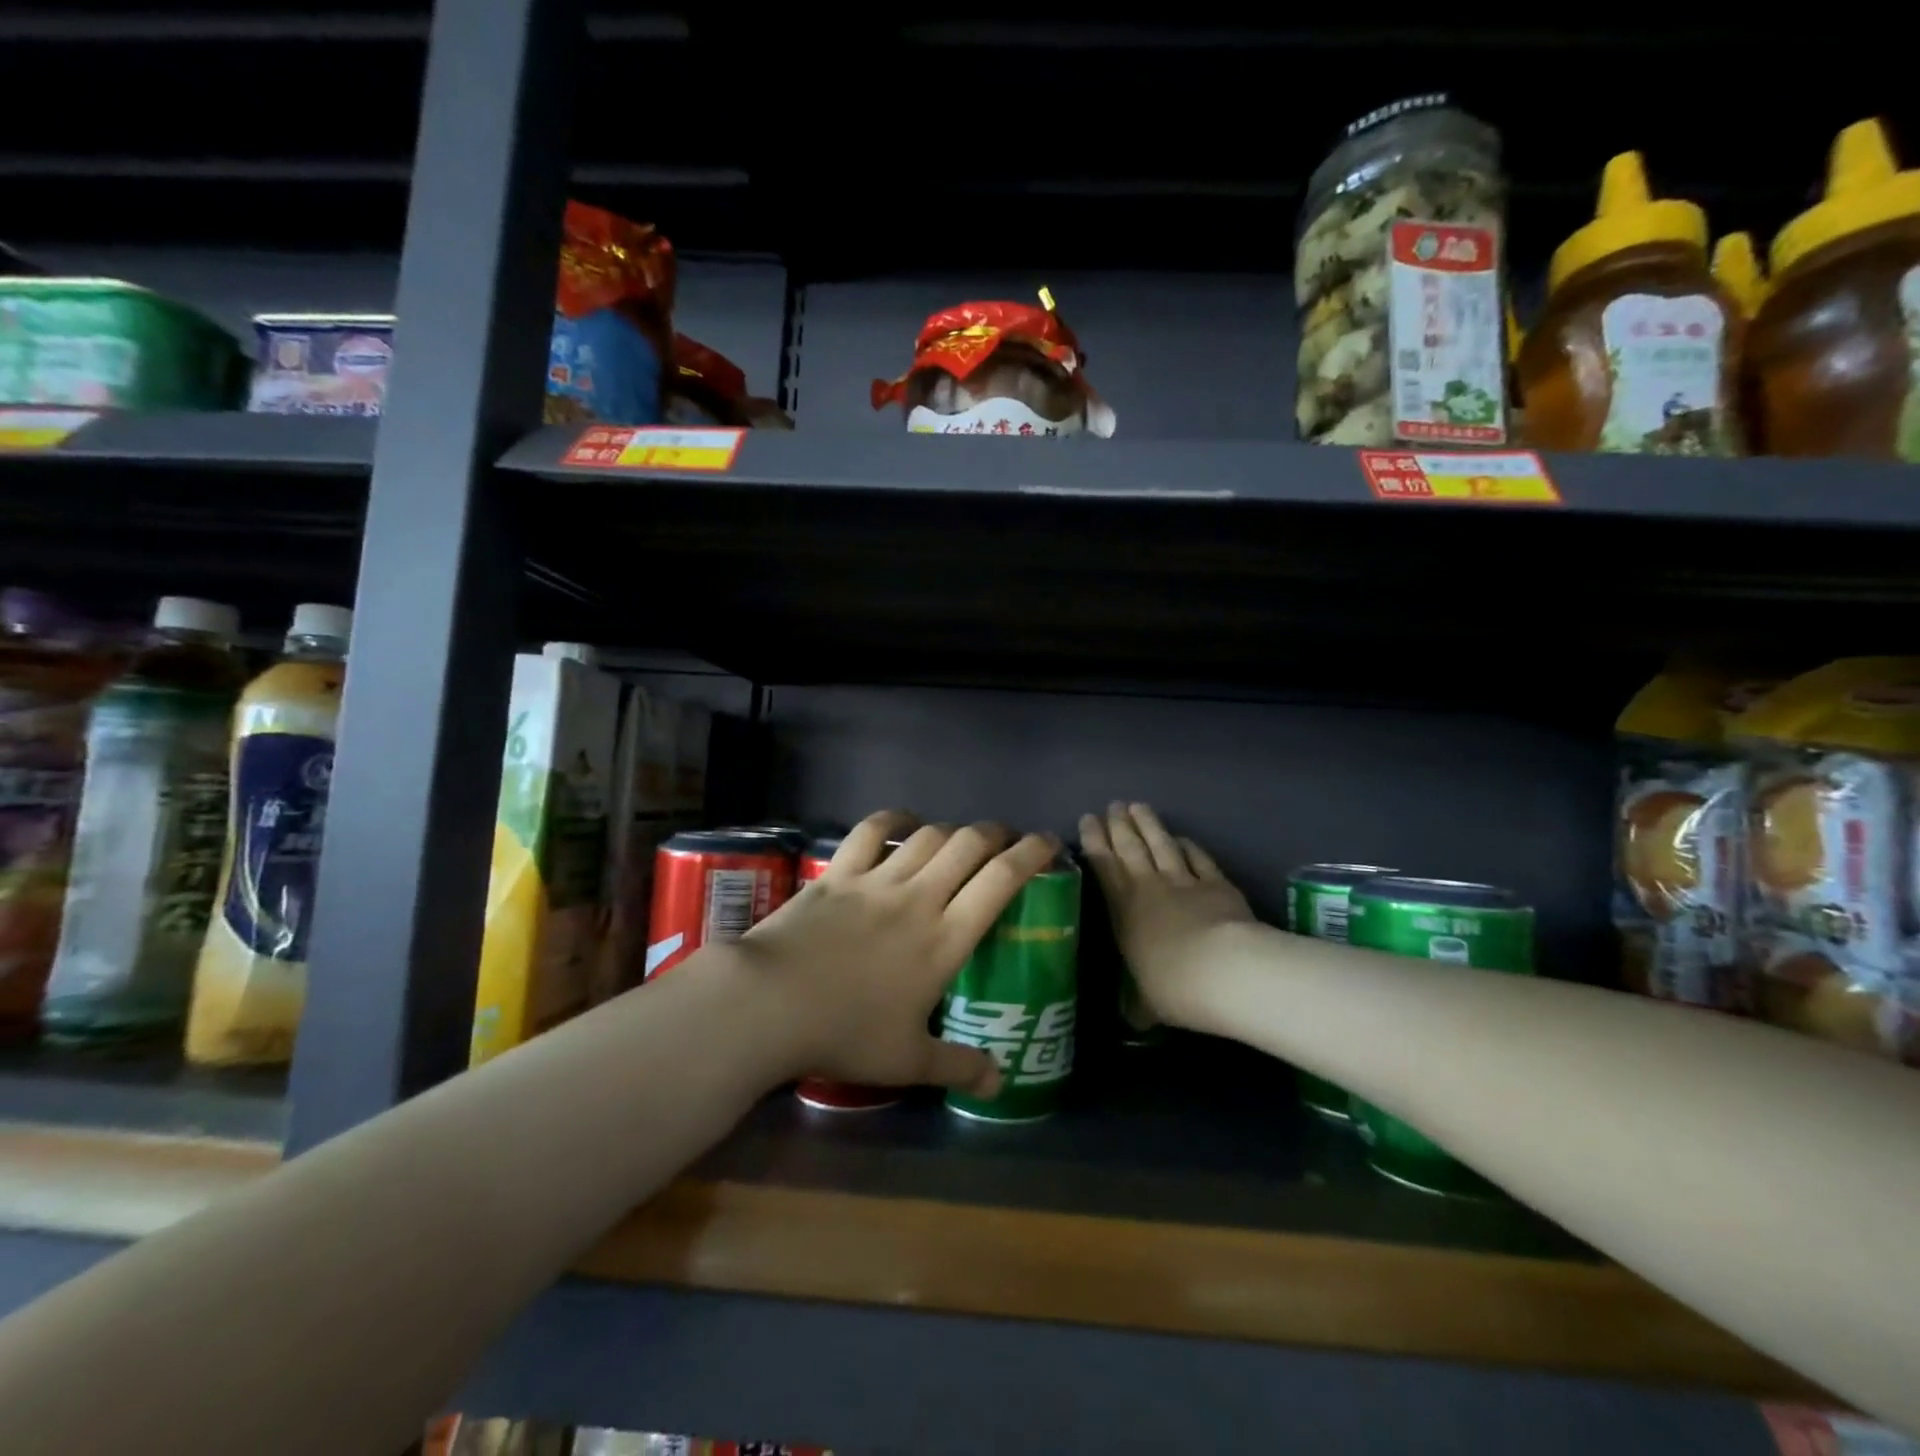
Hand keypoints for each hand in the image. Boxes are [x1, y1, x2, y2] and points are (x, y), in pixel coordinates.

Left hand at [740, 811, 1059, 1096]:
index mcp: (945, 939)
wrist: (770, 1004)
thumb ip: (959, 1067)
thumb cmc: (846, 1034)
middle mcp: (919, 898)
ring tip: (961, 838)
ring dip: (952, 829)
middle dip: (996, 833)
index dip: (1031, 854)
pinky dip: (892, 820)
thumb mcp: (908, 1061)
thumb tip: (1000, 1083)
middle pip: (969, 845)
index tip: (1048, 842)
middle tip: (1006, 839)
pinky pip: (870, 832)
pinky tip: (903, 822)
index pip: (1001, 881)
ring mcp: (877, 881)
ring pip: (928, 836)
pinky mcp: (838, 874)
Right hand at [1079, 802, 1253, 1029]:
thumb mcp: (1146, 1003)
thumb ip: (1137, 1004)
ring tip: (1137, 806)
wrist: (1223, 970)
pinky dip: (1188, 845)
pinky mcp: (1216, 883)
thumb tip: (1132, 1018)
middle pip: (1130, 847)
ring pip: (1161, 844)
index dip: (1095, 841)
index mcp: (1123, 910)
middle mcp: (1148, 887)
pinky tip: (1182, 837)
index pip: (1103, 866)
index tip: (1088, 819)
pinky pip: (1197, 858)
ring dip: (1148, 824)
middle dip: (1118, 825)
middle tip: (1112, 806)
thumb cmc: (1172, 987)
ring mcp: (1184, 881)